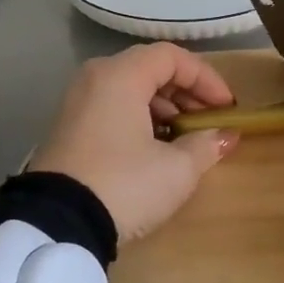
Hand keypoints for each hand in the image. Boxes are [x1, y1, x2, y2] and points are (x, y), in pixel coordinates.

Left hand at [28, 43, 238, 242]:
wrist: (57, 225)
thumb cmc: (124, 185)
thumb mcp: (176, 169)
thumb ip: (206, 144)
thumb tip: (225, 136)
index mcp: (120, 75)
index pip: (172, 57)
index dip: (206, 78)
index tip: (226, 108)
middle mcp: (95, 78)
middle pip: (149, 68)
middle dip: (186, 92)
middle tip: (208, 121)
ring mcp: (77, 102)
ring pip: (130, 88)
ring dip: (164, 107)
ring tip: (185, 138)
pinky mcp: (68, 128)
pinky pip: (112, 107)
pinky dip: (140, 118)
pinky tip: (156, 148)